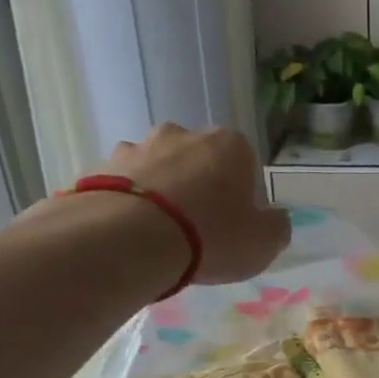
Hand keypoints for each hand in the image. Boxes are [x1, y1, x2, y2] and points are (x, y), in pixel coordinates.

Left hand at [106, 123, 290, 283]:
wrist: (132, 238)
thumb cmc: (211, 237)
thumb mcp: (263, 243)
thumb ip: (276, 227)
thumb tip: (274, 219)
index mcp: (230, 145)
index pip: (245, 162)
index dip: (242, 193)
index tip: (235, 223)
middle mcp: (183, 133)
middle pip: (198, 160)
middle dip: (199, 187)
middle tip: (197, 228)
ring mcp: (139, 145)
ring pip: (158, 169)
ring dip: (162, 192)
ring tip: (159, 233)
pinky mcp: (102, 165)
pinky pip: (125, 184)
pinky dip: (130, 202)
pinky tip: (131, 232)